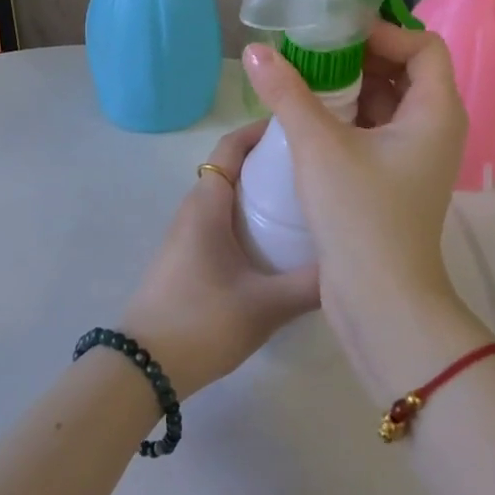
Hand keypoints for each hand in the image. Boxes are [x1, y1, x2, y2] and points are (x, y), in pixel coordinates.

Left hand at [118, 122, 319, 398]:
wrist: (143, 367)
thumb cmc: (202, 321)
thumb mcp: (266, 305)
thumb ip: (311, 284)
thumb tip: (351, 263)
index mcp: (207, 203)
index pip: (232, 145)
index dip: (261, 129)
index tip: (300, 126)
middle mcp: (195, 208)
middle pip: (233, 167)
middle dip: (271, 160)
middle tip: (316, 165)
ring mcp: (188, 234)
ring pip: (228, 196)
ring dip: (261, 191)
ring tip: (306, 200)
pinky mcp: (188, 257)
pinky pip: (223, 220)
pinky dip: (250, 217)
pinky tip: (279, 242)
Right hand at [241, 23, 467, 335]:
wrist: (380, 299)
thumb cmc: (359, 213)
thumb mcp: (318, 145)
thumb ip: (286, 92)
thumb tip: (255, 50)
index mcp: (435, 111)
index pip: (422, 46)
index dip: (383, 32)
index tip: (336, 34)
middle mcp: (434, 128)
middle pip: (405, 71)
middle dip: (359, 56)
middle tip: (311, 51)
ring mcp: (415, 156)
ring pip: (386, 102)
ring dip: (349, 87)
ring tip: (303, 78)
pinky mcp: (395, 178)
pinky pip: (375, 130)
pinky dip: (347, 116)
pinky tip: (307, 116)